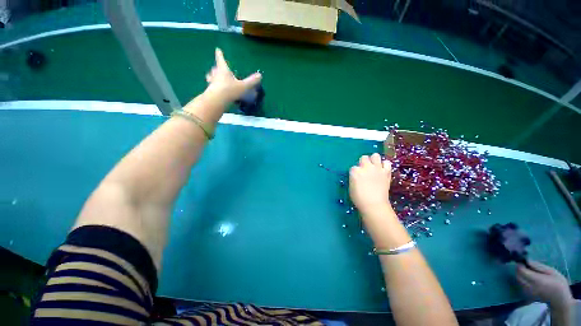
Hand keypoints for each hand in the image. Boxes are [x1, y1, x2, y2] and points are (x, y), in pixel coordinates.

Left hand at [205, 48, 261, 102]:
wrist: (217, 100)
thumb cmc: (230, 90)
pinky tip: (215, 89)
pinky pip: (211, 86)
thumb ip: (251, 81)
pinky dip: (213, 86)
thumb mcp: (243, 86)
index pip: (221, 60)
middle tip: (217, 67)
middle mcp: (216, 74)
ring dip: (212, 76)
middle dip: (217, 67)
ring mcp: (212, 82)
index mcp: (223, 70)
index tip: (217, 49)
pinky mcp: (210, 91)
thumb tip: (260, 75)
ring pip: (211, 77)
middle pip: (215, 68)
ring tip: (213, 77)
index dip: (220, 55)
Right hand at [349, 153, 391, 213]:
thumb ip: (353, 178)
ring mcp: (377, 168)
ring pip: (375, 155)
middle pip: (364, 157)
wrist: (374, 205)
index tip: (357, 177)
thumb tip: (357, 176)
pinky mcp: (386, 172)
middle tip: (365, 170)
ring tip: (374, 167)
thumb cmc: (359, 198)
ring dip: (374, 160)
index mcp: (355, 171)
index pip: (353, 167)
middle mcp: (365, 167)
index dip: (355, 172)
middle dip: (363, 162)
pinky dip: (385, 165)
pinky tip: (382, 170)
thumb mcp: (351, 187)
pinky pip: (387, 162)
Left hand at [516, 261, 572, 308]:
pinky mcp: (528, 295)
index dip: (520, 264)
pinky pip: (521, 285)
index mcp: (535, 280)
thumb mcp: (551, 271)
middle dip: (518, 269)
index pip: (521, 271)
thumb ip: (539, 266)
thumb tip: (528, 260)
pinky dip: (522, 280)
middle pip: (518, 275)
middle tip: (525, 264)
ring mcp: (528, 291)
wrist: (560, 300)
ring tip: (528, 271)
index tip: (522, 260)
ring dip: (520, 274)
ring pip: (518, 280)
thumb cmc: (558, 283)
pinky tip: (529, 278)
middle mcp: (529, 286)